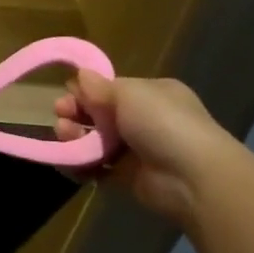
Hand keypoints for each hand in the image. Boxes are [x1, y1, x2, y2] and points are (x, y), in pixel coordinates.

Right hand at [54, 73, 232, 226]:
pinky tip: (68, 162)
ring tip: (64, 138)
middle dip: (75, 115)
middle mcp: (143, 120)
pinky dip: (80, 165)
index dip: (85, 92)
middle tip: (61, 118)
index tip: (66, 96)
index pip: (109, 89)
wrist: (192, 177)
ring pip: (94, 141)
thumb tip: (80, 75)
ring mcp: (135, 150)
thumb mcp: (130, 93)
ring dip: (74, 138)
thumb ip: (100, 86)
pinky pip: (96, 168)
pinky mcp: (127, 177)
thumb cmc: (163, 123)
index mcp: (150, 94)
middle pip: (97, 115)